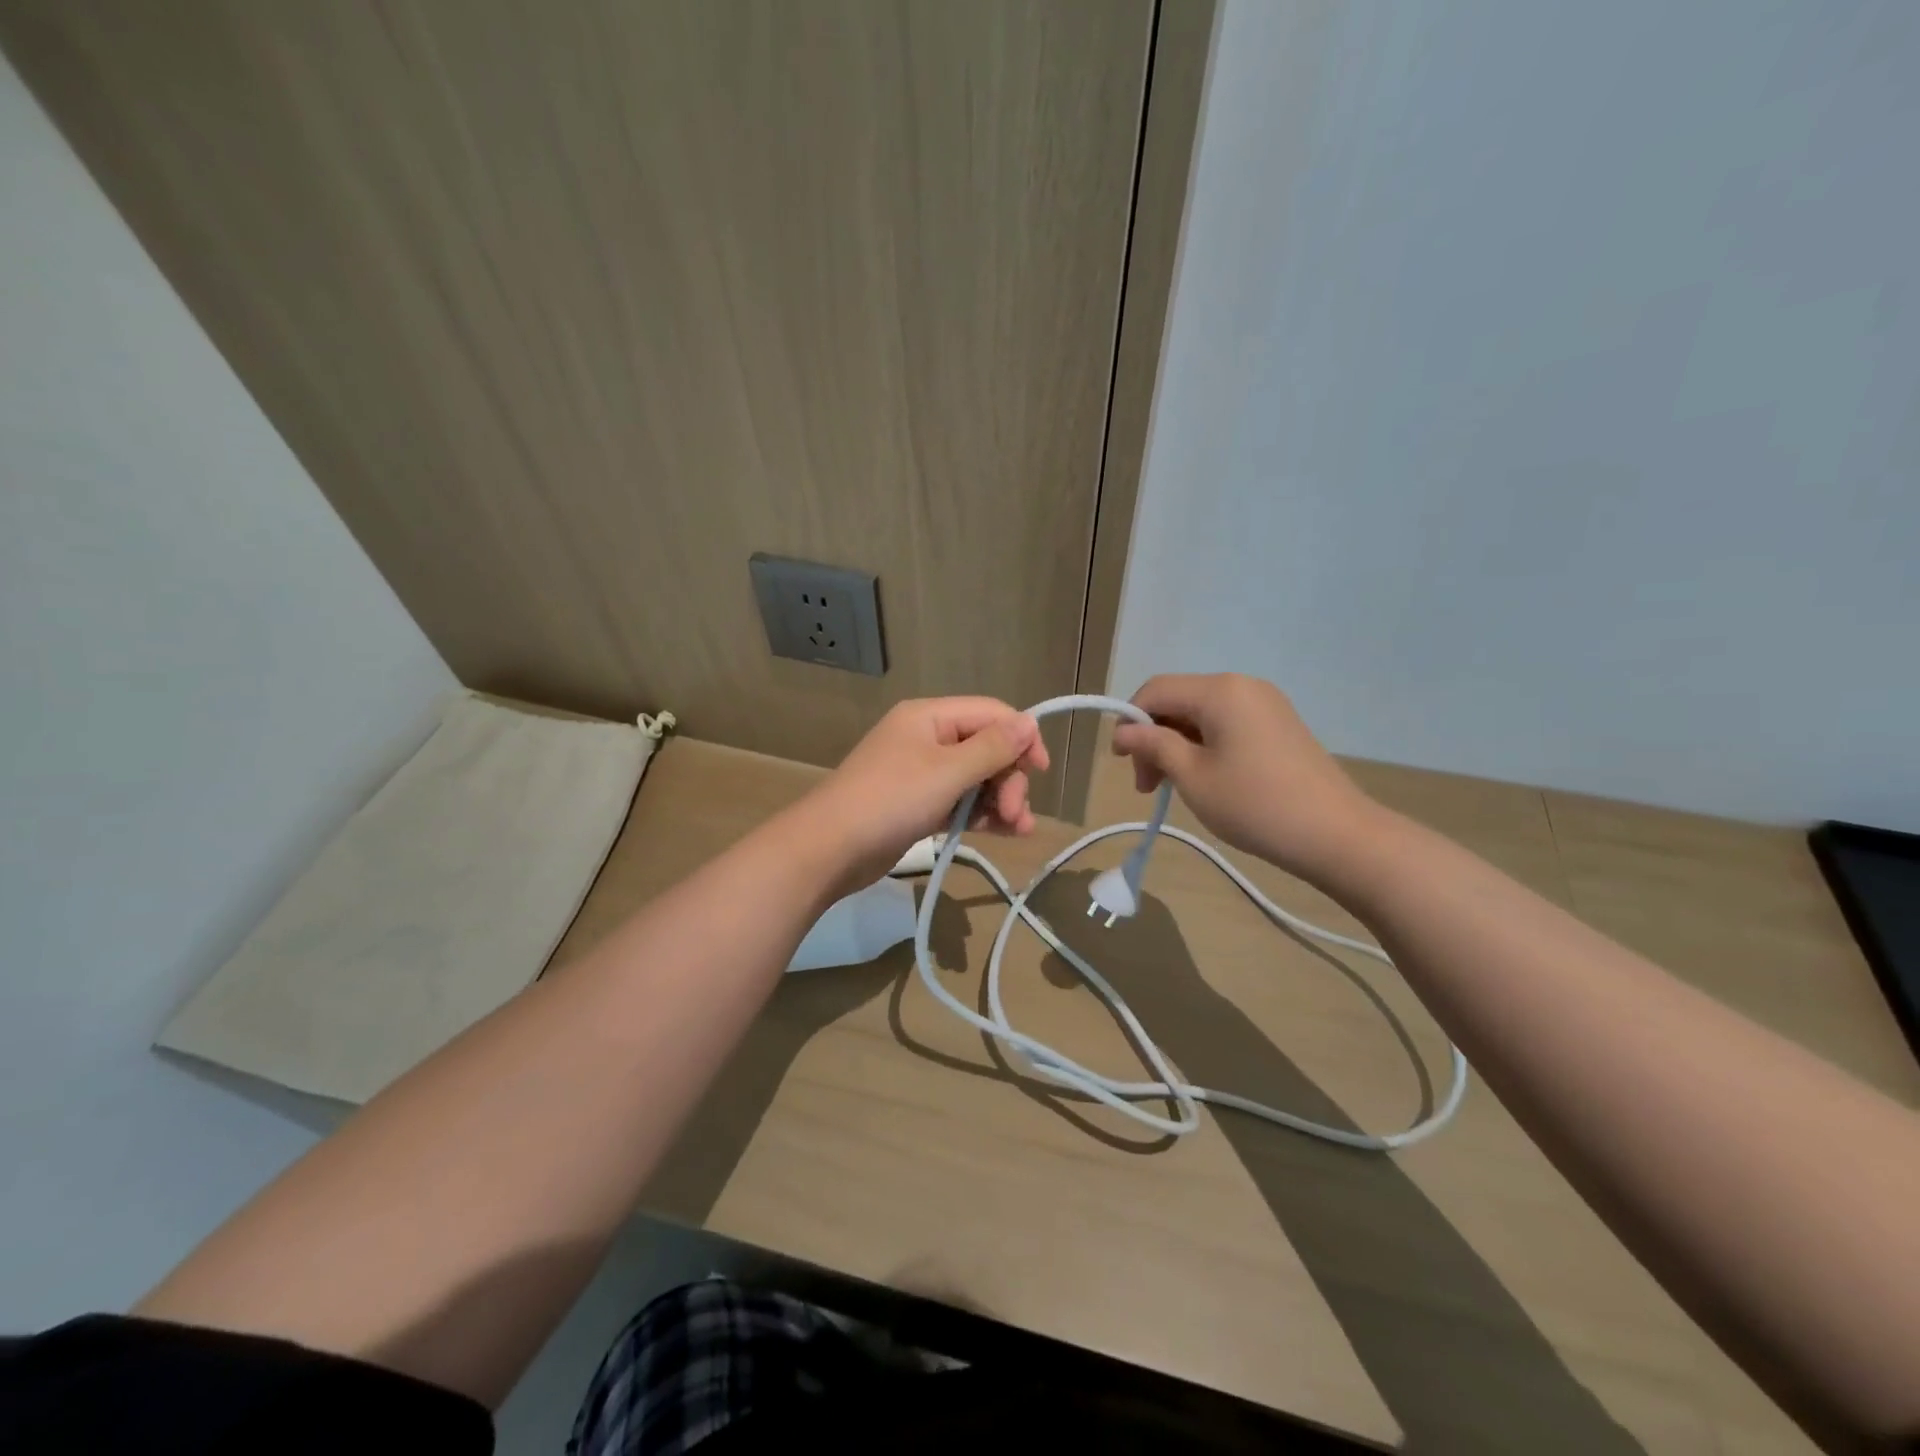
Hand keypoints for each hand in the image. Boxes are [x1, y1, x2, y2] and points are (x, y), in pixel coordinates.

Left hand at [799, 697, 1049, 888]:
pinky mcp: (917, 804)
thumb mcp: (948, 771)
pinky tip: (1003, 832)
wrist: (829, 849)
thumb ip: (993, 747)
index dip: (1021, 737)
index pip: (991, 713)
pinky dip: (980, 813)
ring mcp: (920, 772)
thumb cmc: (891, 800)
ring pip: (975, 778)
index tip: (1040, 771)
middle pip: (986, 747)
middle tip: (1015, 813)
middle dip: (1008, 778)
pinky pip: (959, 800)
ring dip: (1000, 799)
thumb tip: (1029, 722)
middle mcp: (926, 738)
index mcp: (930, 717)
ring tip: (1019, 829)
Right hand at [1111, 673, 1380, 879]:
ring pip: (1201, 715)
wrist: (1336, 835)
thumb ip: (1154, 746)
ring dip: (1176, 746)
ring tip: (1172, 788)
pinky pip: (1226, 725)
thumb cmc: (1255, 804)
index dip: (1129, 722)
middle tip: (1148, 786)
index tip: (1121, 762)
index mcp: (1219, 691)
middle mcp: (1242, 686)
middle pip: (1178, 701)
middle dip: (1154, 739)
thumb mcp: (1193, 776)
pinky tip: (1204, 780)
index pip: (1155, 691)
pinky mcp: (1279, 725)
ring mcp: (1265, 704)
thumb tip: (1123, 731)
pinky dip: (1204, 747)